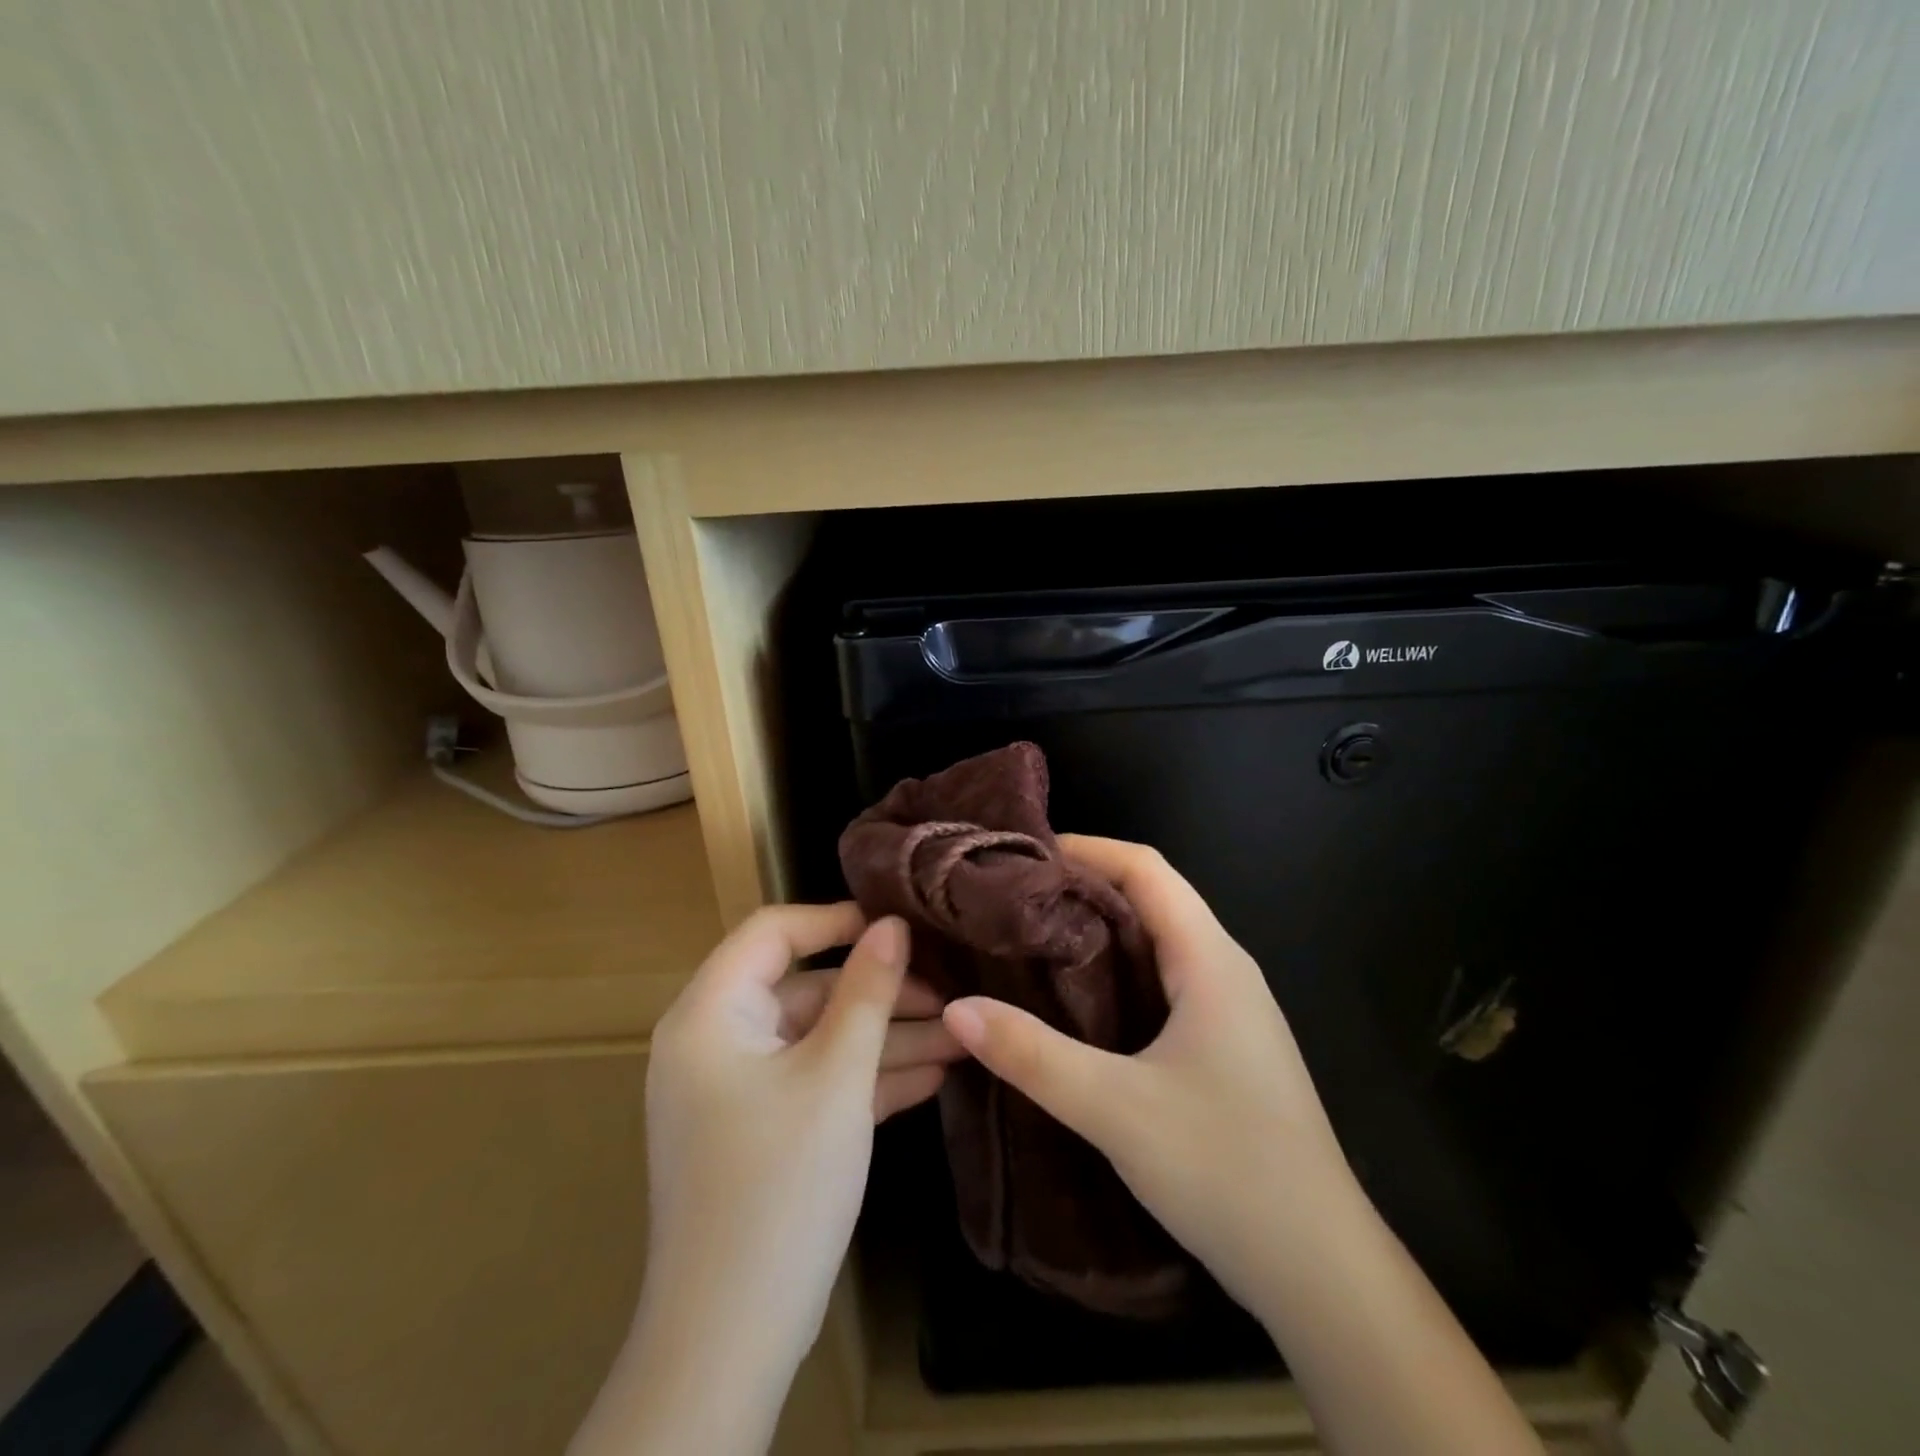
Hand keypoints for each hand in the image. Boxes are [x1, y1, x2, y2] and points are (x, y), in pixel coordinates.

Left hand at [571, 905, 960, 1455]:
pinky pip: (816, 1081)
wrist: (730, 1339)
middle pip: (806, 990)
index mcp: (711, 1014)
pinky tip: (932, 1075)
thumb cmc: (780, 1185)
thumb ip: (868, 991)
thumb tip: (894, 924)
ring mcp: (738, 1089)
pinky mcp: (761, 1129)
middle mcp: (717, 1041)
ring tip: (959, 1036)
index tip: (900, 926)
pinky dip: (866, 1077)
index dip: (836, 920)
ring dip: (885, 1039)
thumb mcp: (836, 1076)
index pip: (772, 933)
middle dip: (879, 993)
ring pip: (819, 1039)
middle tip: (949, 994)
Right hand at [940, 838, 1542, 1455]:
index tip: (1022, 853)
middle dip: (1082, 884)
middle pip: (1151, 896)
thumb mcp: (1116, 1110)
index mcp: (1210, 960)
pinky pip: (1163, 980)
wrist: (1322, 1271)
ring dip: (1098, 927)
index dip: (1086, 848)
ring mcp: (1230, 1008)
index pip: (1146, 868)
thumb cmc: (1228, 1171)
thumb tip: (957, 1008)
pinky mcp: (1225, 1044)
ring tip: (1029, 935)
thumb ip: (1033, 1056)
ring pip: (1157, 940)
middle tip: (1010, 895)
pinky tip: (1074, 999)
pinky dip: (1115, 969)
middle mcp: (1224, 968)